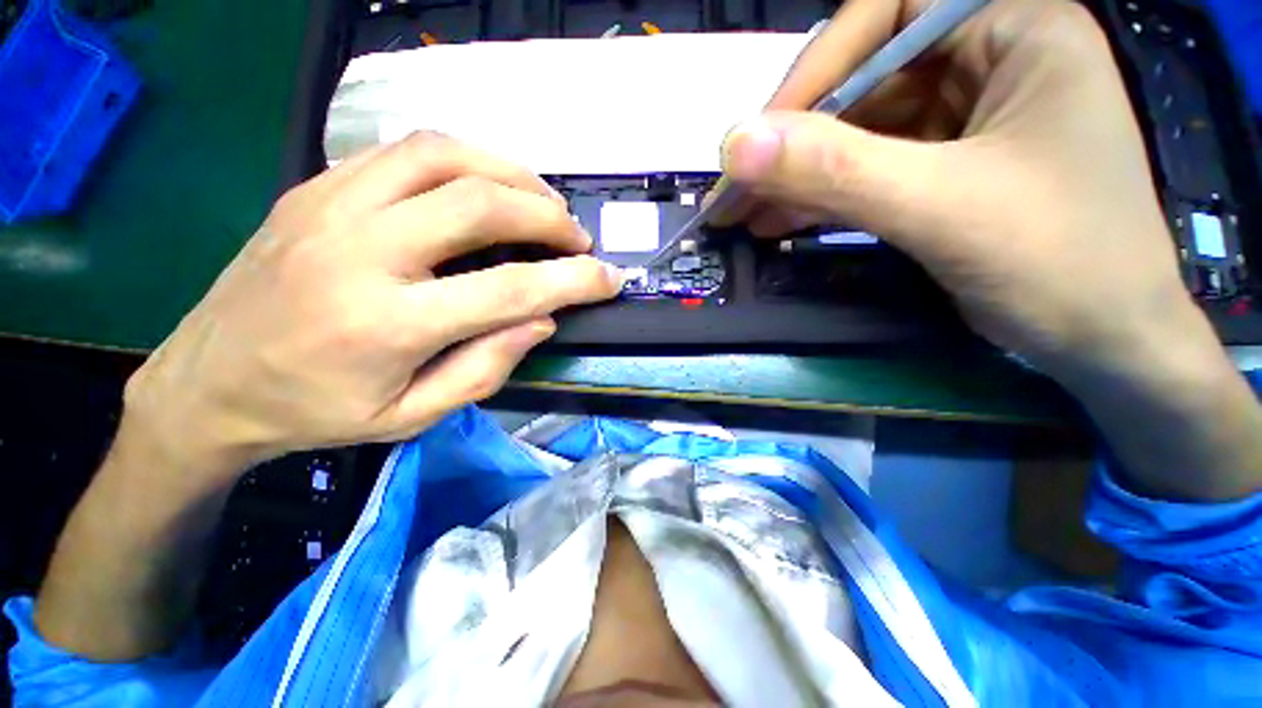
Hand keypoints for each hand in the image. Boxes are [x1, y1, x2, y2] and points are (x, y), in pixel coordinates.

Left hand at [125, 132, 621, 481]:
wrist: (209, 382)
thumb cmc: (316, 412)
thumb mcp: (413, 416)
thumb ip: (487, 367)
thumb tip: (543, 319)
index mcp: (386, 325)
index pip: (510, 290)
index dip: (575, 282)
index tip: (611, 279)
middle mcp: (359, 252)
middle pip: (480, 205)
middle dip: (549, 217)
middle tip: (578, 239)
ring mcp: (330, 207)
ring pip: (444, 156)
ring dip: (512, 174)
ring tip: (543, 203)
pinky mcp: (317, 186)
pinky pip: (407, 150)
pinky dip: (467, 161)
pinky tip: (488, 186)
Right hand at [717, 0, 1188, 377]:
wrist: (1104, 342)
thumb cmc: (1058, 262)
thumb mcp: (940, 206)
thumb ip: (835, 170)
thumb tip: (735, 146)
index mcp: (1014, 29)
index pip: (887, 16)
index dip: (815, 71)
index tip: (757, 138)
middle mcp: (989, 59)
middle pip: (864, 81)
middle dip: (795, 141)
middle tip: (735, 189)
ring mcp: (964, 119)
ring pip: (857, 135)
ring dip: (798, 177)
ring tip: (743, 214)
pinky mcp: (944, 169)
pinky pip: (867, 170)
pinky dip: (820, 197)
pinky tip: (778, 221)